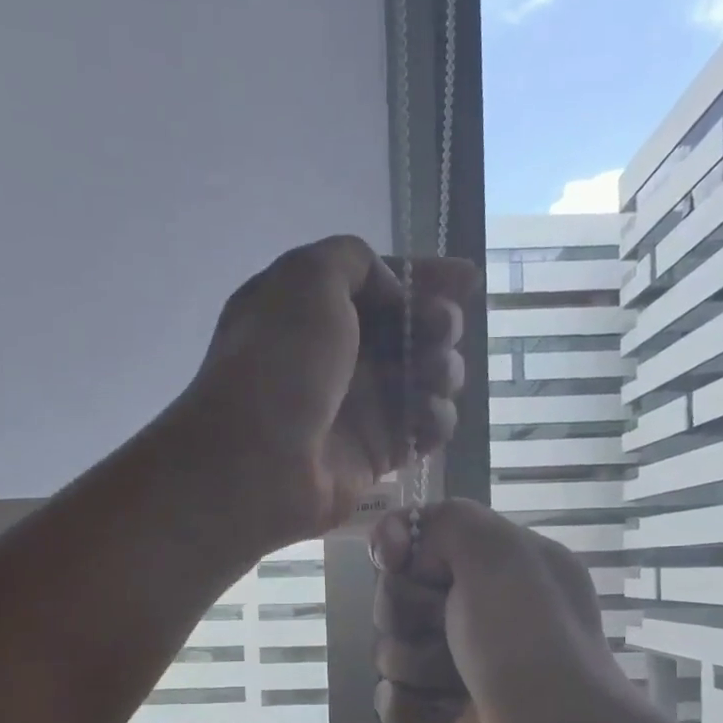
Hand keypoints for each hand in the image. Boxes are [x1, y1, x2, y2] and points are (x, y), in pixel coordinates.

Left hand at [166, 236, 479, 550]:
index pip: (379, 284)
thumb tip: (391, 291)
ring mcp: (357, 405)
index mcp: (312, 308)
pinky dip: (435, 419)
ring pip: (424, 377)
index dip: (424, 277)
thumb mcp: (306, 278)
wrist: (256, 461)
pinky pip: (423, 428)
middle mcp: (336, 354)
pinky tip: (428, 418)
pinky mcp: (376, 452)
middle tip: (438, 331)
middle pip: (408, 329)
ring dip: (442, 370)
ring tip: (432, 377)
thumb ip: (354, 260)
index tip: (466, 279)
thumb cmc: (279, 363)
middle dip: (436, 322)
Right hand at [371, 499, 636, 722]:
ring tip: (456, 684)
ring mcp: (457, 666)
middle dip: (409, 613)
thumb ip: (443, 520)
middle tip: (447, 628)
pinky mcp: (440, 715)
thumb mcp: (497, 551)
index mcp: (499, 567)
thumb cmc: (528, 638)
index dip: (400, 549)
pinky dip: (406, 706)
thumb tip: (395, 543)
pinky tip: (433, 715)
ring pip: (390, 649)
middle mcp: (478, 612)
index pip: (420, 542)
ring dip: (415, 665)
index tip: (395, 559)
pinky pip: (392, 698)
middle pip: (396, 596)